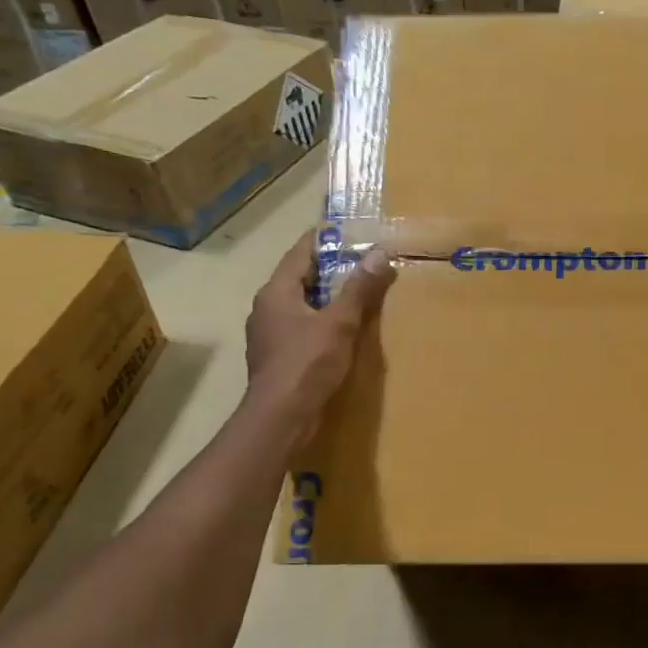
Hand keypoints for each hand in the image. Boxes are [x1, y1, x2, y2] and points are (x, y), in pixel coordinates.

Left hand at [245, 233, 396, 448]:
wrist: (281, 418)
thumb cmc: (307, 364)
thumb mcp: (340, 323)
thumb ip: (359, 289)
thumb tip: (380, 253)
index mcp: (276, 293)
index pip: (300, 253)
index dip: (325, 239)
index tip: (349, 229)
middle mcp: (267, 308)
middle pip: (301, 277)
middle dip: (332, 267)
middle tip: (365, 258)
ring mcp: (271, 334)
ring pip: (303, 303)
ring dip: (329, 295)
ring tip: (360, 289)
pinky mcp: (280, 356)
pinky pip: (304, 325)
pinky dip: (325, 318)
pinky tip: (346, 326)